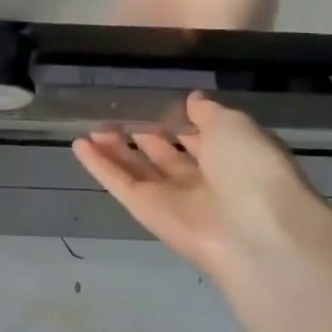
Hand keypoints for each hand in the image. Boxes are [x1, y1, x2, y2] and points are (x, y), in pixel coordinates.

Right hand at [72, 93, 325, 283]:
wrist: (253, 230)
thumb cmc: (251, 168)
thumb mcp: (234, 126)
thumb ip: (208, 112)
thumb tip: (192, 101)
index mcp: (233, 160)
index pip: (203, 140)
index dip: (183, 124)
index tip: (161, 106)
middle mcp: (204, 181)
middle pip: (166, 157)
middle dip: (145, 138)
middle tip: (118, 118)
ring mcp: (173, 199)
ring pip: (139, 170)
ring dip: (116, 150)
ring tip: (94, 129)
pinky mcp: (146, 211)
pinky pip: (120, 184)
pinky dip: (99, 166)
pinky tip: (79, 145)